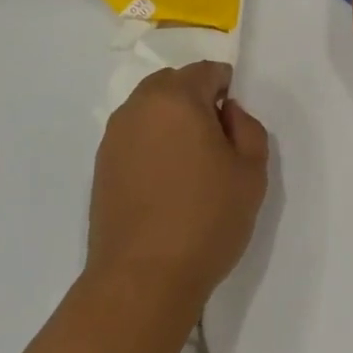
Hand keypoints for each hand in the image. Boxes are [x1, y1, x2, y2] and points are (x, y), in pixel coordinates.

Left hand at [85, 62, 268, 313]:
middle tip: (215, 138)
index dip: (226, 87)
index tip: (235, 122)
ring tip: (190, 161)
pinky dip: (152, 142)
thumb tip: (227, 112)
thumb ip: (248, 128)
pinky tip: (166, 180)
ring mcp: (114, 137)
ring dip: (171, 120)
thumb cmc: (206, 219)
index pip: (206, 71)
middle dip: (195, 97)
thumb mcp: (251, 171)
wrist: (142, 280)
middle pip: (172, 83)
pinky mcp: (101, 167)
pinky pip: (134, 136)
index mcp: (176, 98)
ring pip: (149, 108)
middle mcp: (139, 108)